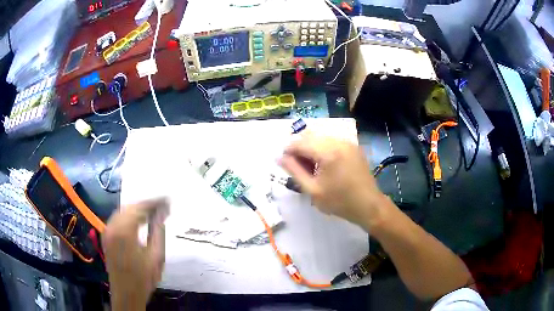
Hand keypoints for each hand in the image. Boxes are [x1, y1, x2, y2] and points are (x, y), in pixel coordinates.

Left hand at [102, 198, 168, 310]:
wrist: (126, 294)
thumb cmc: (143, 279)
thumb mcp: (156, 257)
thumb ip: (158, 232)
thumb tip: (162, 214)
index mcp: (124, 230)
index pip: (140, 208)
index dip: (155, 202)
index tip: (168, 200)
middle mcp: (112, 225)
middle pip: (130, 206)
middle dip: (146, 204)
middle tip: (163, 205)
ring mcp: (107, 230)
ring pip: (123, 211)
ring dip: (138, 209)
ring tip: (153, 211)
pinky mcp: (107, 235)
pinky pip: (118, 218)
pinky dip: (130, 215)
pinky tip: (139, 219)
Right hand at [280, 132, 386, 227]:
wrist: (369, 205)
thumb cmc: (340, 202)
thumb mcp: (313, 190)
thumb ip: (294, 171)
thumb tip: (279, 158)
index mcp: (328, 152)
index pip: (299, 142)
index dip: (287, 151)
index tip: (283, 163)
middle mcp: (338, 141)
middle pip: (309, 136)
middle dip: (299, 148)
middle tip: (297, 167)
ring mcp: (347, 142)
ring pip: (320, 137)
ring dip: (310, 148)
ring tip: (310, 167)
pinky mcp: (353, 146)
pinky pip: (331, 141)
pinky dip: (322, 149)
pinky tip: (323, 165)